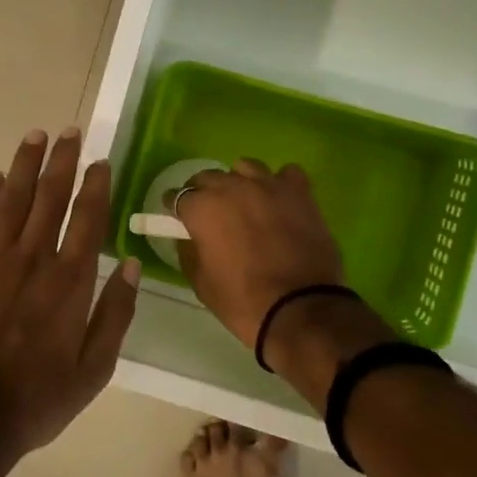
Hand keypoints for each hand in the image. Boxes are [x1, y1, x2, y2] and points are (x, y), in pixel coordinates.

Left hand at [0, 129, 140, 476]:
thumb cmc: (36, 399)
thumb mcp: (94, 370)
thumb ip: (116, 314)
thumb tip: (133, 266)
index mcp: (69, 282)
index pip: (87, 218)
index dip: (95, 185)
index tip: (100, 159)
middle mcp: (32, 260)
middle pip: (50, 197)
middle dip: (62, 160)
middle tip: (70, 131)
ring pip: (11, 200)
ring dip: (24, 166)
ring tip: (35, 136)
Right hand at [173, 159, 344, 347]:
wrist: (301, 309)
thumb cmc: (243, 301)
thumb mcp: (201, 283)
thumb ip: (190, 251)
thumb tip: (191, 237)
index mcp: (203, 208)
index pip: (177, 196)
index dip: (176, 207)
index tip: (179, 218)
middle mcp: (232, 187)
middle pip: (209, 177)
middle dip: (204, 192)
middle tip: (211, 214)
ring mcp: (269, 185)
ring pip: (246, 168)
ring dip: (240, 182)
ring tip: (246, 203)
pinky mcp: (300, 192)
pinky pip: (286, 174)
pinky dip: (280, 183)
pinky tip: (280, 200)